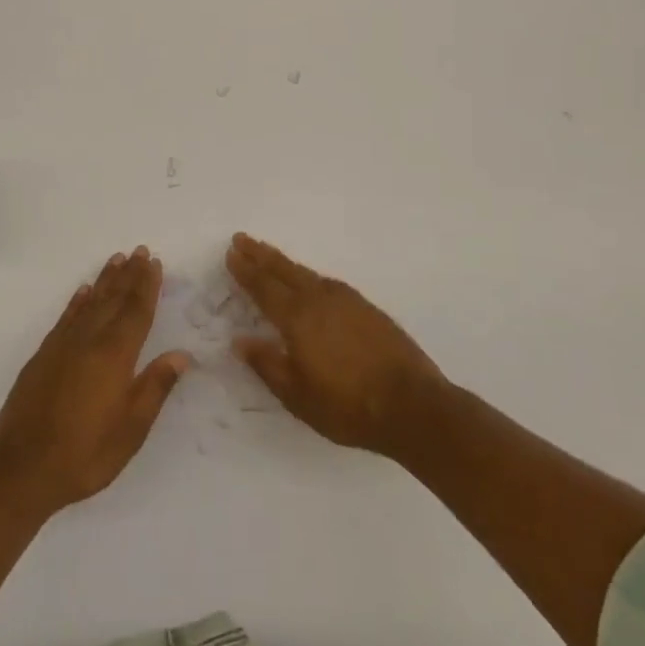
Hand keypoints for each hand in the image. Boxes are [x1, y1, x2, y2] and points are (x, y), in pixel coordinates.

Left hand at [0, 247, 191, 514]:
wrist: (20, 469)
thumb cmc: (84, 454)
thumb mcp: (131, 430)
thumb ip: (155, 388)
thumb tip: (181, 355)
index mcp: (115, 357)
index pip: (136, 312)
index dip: (147, 287)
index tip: (155, 263)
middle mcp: (89, 341)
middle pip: (113, 300)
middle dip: (129, 275)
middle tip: (140, 251)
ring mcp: (62, 346)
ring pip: (89, 303)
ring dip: (105, 280)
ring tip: (117, 260)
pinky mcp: (43, 356)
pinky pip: (65, 317)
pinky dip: (77, 301)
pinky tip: (83, 291)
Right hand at [226, 233, 444, 457]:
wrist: (413, 406)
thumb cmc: (348, 406)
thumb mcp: (297, 395)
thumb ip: (267, 364)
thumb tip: (239, 341)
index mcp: (298, 318)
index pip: (264, 287)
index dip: (245, 270)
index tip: (231, 253)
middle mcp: (320, 300)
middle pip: (284, 270)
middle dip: (260, 254)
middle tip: (242, 239)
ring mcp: (347, 301)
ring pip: (307, 273)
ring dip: (284, 262)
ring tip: (269, 254)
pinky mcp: (368, 309)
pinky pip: (327, 282)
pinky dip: (309, 275)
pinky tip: (311, 281)